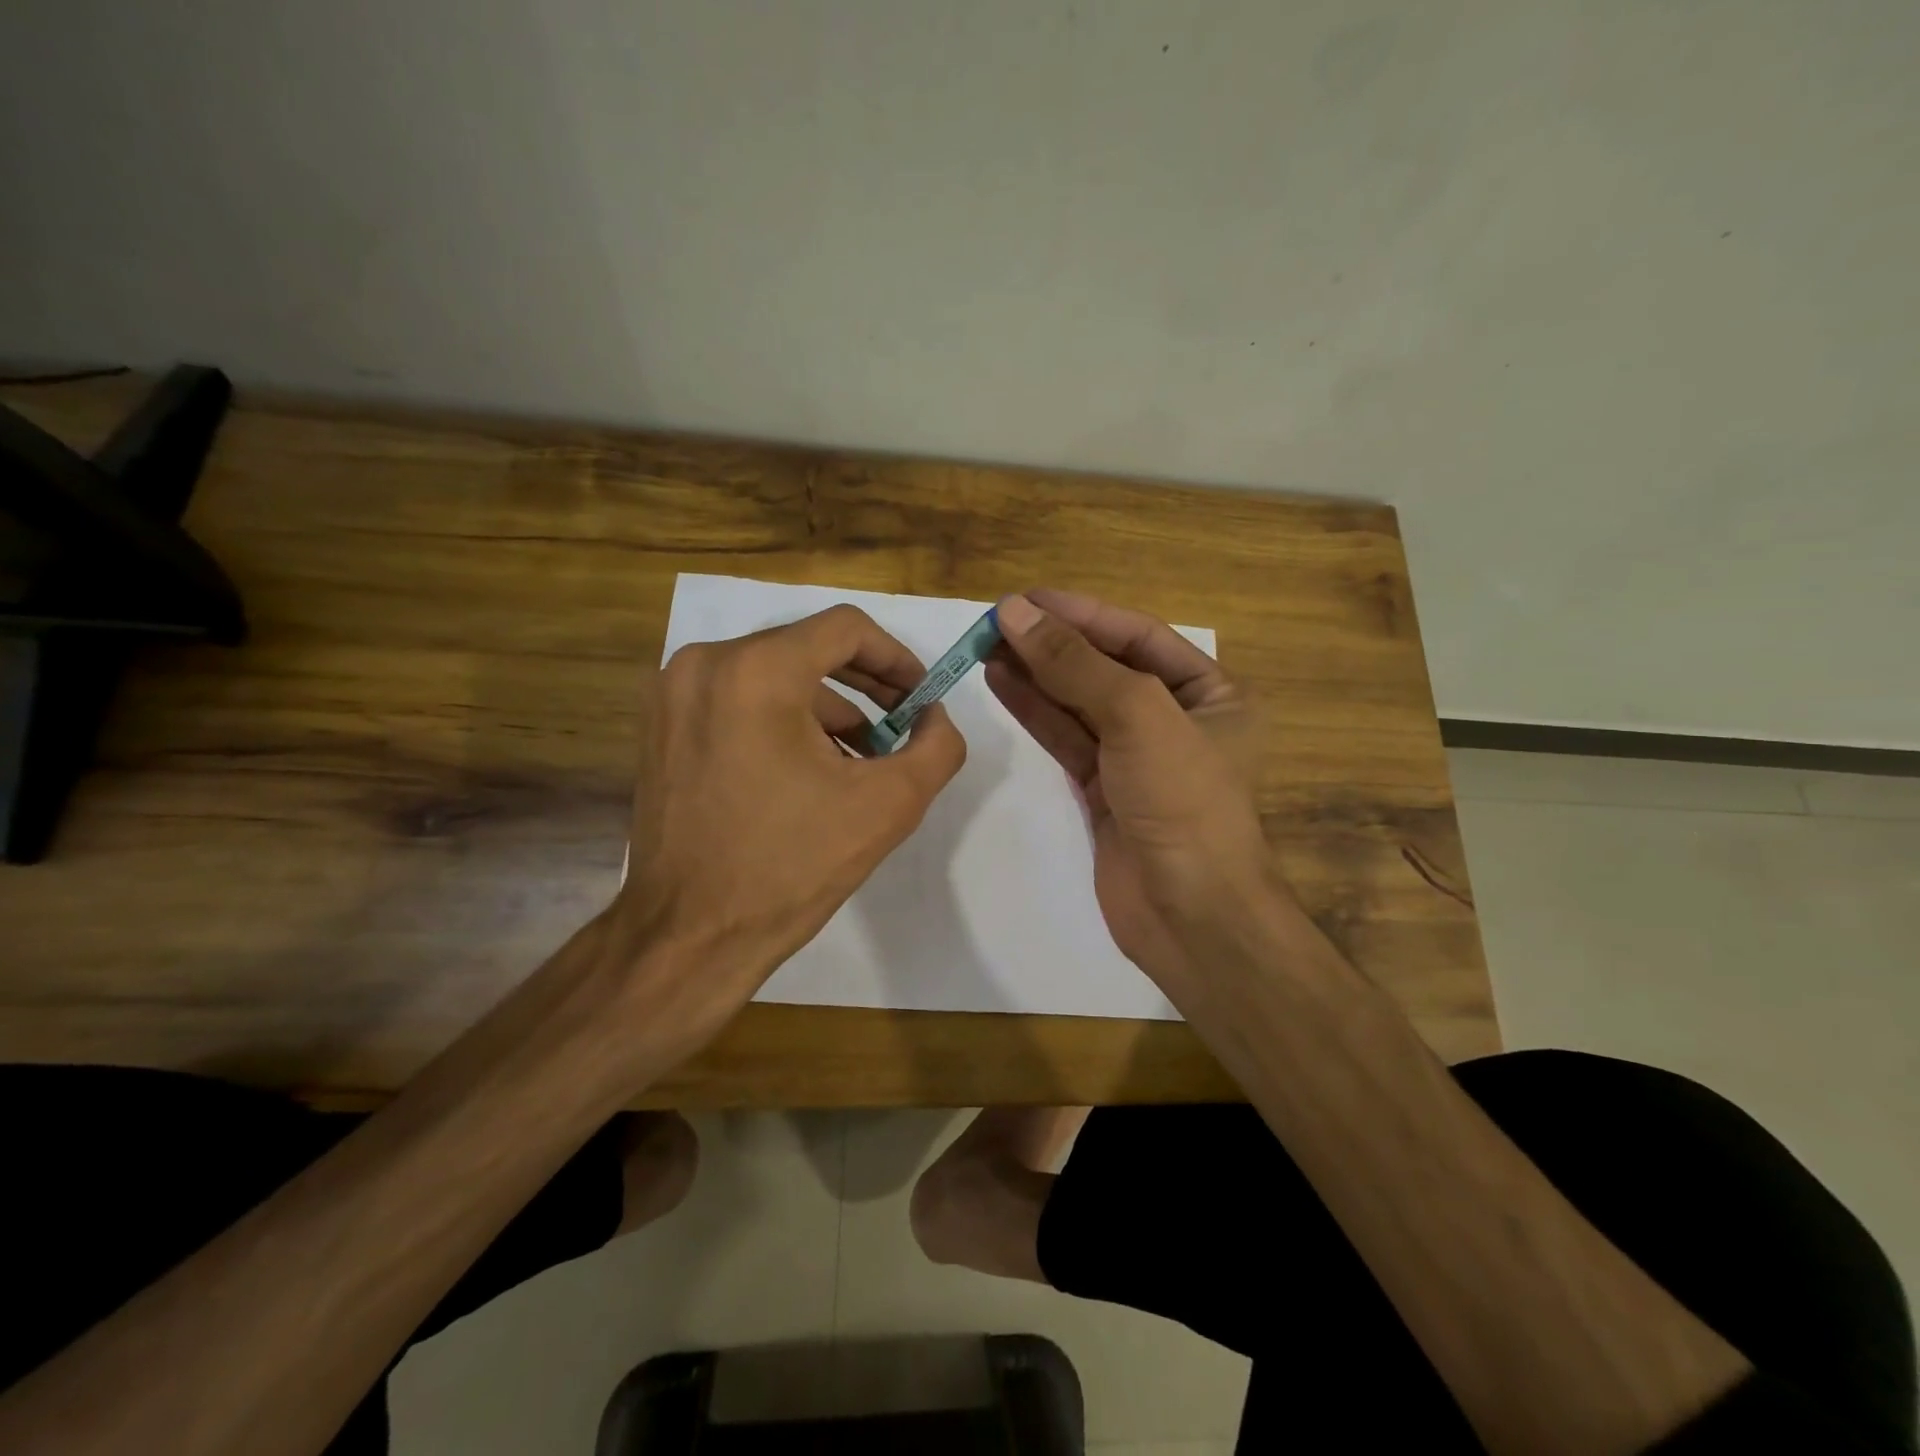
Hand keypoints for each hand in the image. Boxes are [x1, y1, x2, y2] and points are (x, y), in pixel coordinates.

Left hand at [615, 604, 966, 1051]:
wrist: (689, 936)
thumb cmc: (790, 867)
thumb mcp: (888, 805)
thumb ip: (936, 747)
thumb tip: (934, 717)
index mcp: (756, 670)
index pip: (845, 628)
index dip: (895, 657)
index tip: (920, 698)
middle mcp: (705, 664)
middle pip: (807, 647)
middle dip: (864, 685)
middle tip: (902, 725)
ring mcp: (673, 695)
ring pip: (772, 675)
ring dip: (825, 709)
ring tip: (859, 761)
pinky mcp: (661, 727)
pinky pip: (737, 700)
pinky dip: (781, 721)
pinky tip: (809, 772)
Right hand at [988, 591, 1276, 997]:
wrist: (1191, 914)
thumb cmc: (1183, 801)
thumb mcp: (1137, 716)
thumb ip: (1075, 663)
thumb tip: (1017, 612)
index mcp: (1212, 692)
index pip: (1138, 636)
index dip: (1081, 613)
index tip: (1025, 599)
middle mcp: (1177, 718)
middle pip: (1105, 666)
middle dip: (1052, 643)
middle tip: (996, 622)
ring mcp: (1137, 756)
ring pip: (1079, 703)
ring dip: (1036, 674)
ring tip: (986, 646)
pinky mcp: (1104, 789)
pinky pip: (1067, 738)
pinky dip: (1035, 711)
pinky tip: (1002, 683)